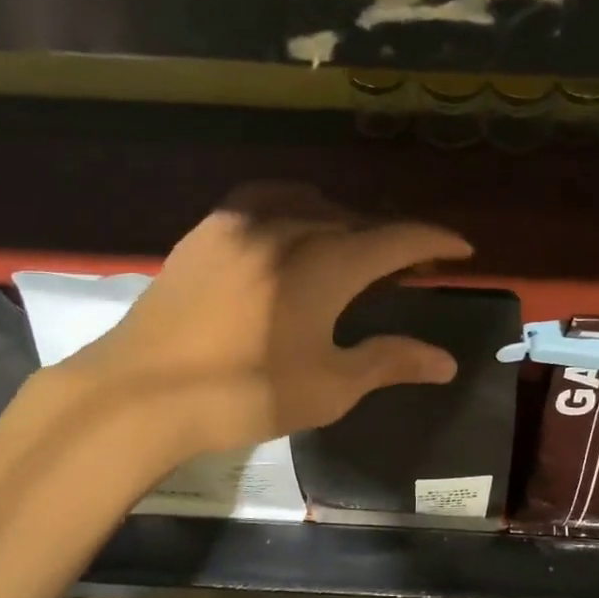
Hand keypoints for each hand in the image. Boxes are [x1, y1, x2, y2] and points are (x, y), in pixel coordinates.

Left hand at [47, 185, 471, 462]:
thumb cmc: (242, 394)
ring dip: (343, 222)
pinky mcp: (206, 230)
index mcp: (325, 264)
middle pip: (356, 220)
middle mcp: (288, 227)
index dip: (435, 240)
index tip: (461, 248)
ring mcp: (241, 222)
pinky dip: (295, 211)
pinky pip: (265, 202)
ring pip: (311, 205)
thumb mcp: (327, 386)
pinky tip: (292, 235)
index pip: (397, 240)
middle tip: (408, 267)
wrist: (138, 393)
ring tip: (352, 250)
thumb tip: (446, 361)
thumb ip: (389, 361)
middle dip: (389, 240)